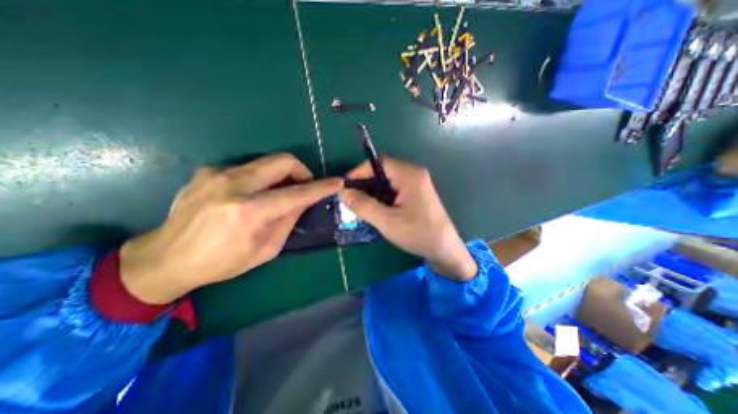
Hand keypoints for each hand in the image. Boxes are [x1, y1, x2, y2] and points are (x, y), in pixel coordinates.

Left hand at [119, 152, 341, 303]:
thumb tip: (302, 201)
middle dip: (301, 171)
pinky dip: (258, 180)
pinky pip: (246, 169)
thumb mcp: (266, 249)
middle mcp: (234, 185)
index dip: (320, 187)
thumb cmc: (222, 262)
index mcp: (249, 211)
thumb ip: (288, 220)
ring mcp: (217, 174)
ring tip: (275, 196)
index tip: (336, 182)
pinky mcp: (208, 171)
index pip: (297, 193)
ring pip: (266, 163)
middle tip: (303, 186)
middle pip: (282, 161)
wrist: (165, 258)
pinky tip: (248, 197)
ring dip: (279, 177)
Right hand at [339, 156, 474, 280]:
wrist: (444, 249)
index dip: (359, 171)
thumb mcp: (387, 221)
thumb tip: (343, 192)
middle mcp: (414, 173)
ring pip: (388, 179)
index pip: (379, 162)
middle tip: (351, 198)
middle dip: (365, 182)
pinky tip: (376, 207)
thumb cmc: (418, 234)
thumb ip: (364, 206)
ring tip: (361, 204)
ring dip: (373, 190)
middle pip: (383, 170)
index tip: (345, 186)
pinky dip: (382, 195)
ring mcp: (417, 182)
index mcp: (409, 175)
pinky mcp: (417, 192)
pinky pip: (395, 187)